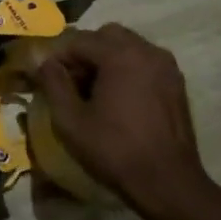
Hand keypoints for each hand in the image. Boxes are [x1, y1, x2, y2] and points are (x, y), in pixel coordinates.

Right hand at [35, 24, 217, 219]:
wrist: (168, 183)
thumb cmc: (114, 150)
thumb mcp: (70, 120)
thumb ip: (53, 83)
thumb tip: (44, 62)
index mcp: (120, 55)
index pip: (79, 40)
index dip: (58, 57)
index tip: (46, 78)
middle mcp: (147, 51)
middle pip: (106, 36)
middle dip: (84, 53)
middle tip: (71, 83)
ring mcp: (166, 66)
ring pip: (128, 47)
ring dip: (106, 60)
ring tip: (94, 92)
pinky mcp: (176, 83)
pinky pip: (144, 63)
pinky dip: (127, 70)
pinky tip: (118, 100)